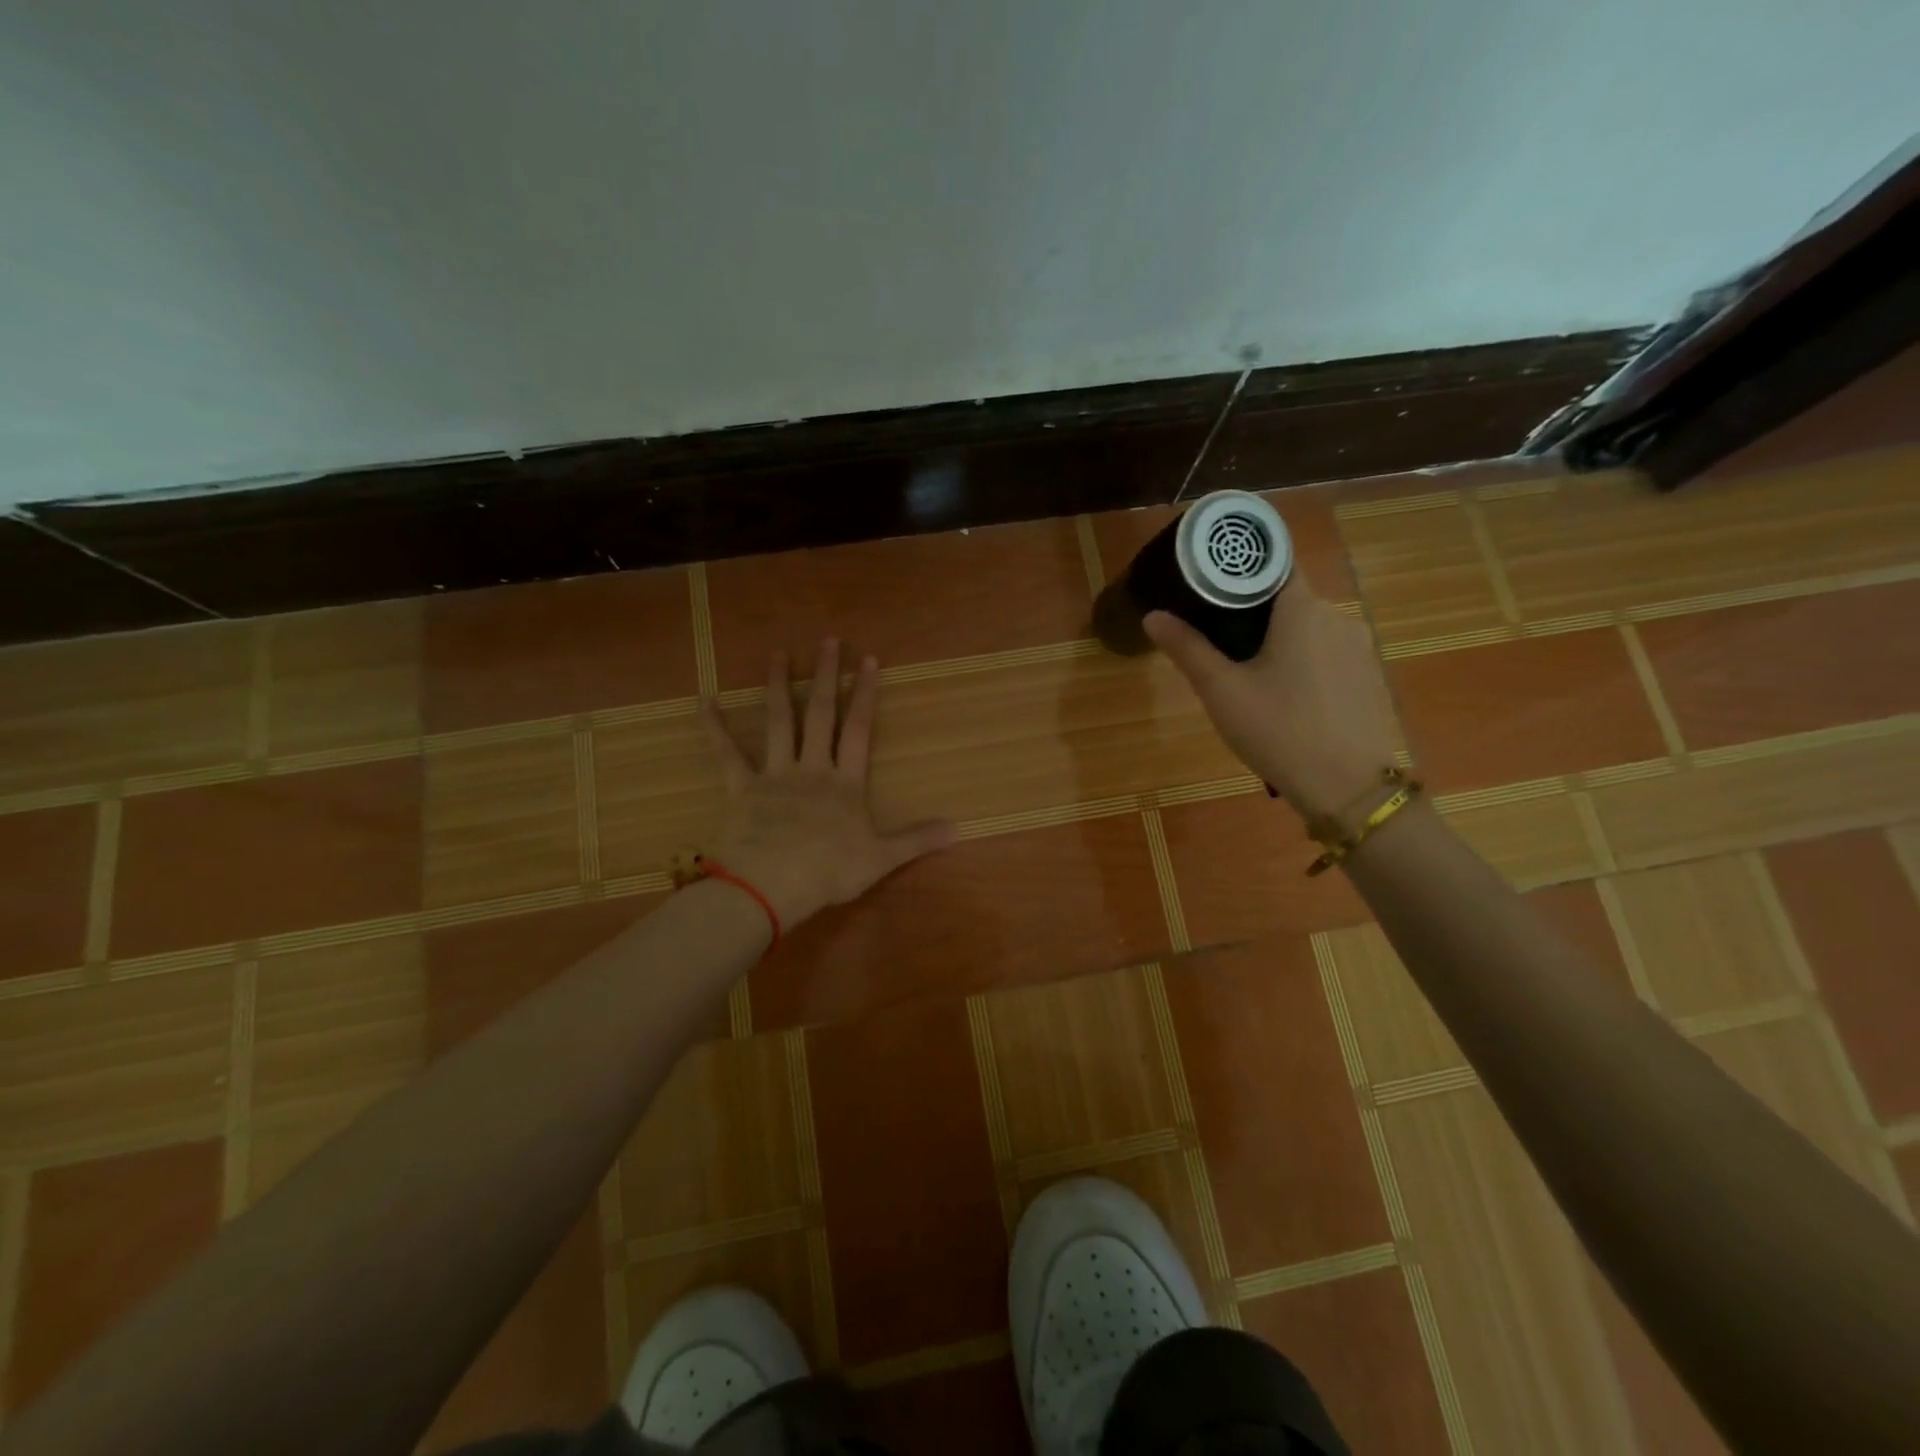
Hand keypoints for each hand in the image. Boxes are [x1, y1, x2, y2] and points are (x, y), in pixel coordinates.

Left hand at [699, 638, 955, 928]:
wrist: (769, 886)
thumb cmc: (828, 872)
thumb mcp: (880, 859)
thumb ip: (917, 840)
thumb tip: (960, 828)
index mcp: (845, 784)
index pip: (859, 730)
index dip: (865, 695)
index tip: (868, 659)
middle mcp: (811, 768)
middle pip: (820, 714)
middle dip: (826, 676)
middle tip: (828, 641)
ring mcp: (774, 775)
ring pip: (778, 722)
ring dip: (778, 686)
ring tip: (779, 654)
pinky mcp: (741, 788)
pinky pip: (725, 753)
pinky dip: (713, 727)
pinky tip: (703, 700)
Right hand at [1145, 584, 1400, 820]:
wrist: (1351, 790)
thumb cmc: (1280, 731)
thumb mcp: (1222, 691)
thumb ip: (1187, 648)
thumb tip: (1153, 615)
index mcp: (1302, 609)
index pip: (1274, 562)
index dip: (1240, 568)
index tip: (1209, 582)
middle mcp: (1337, 617)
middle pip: (1288, 598)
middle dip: (1252, 612)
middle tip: (1216, 640)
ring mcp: (1359, 648)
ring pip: (1308, 629)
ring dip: (1278, 641)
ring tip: (1246, 674)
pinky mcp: (1370, 678)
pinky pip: (1327, 655)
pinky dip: (1302, 662)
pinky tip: (1285, 698)